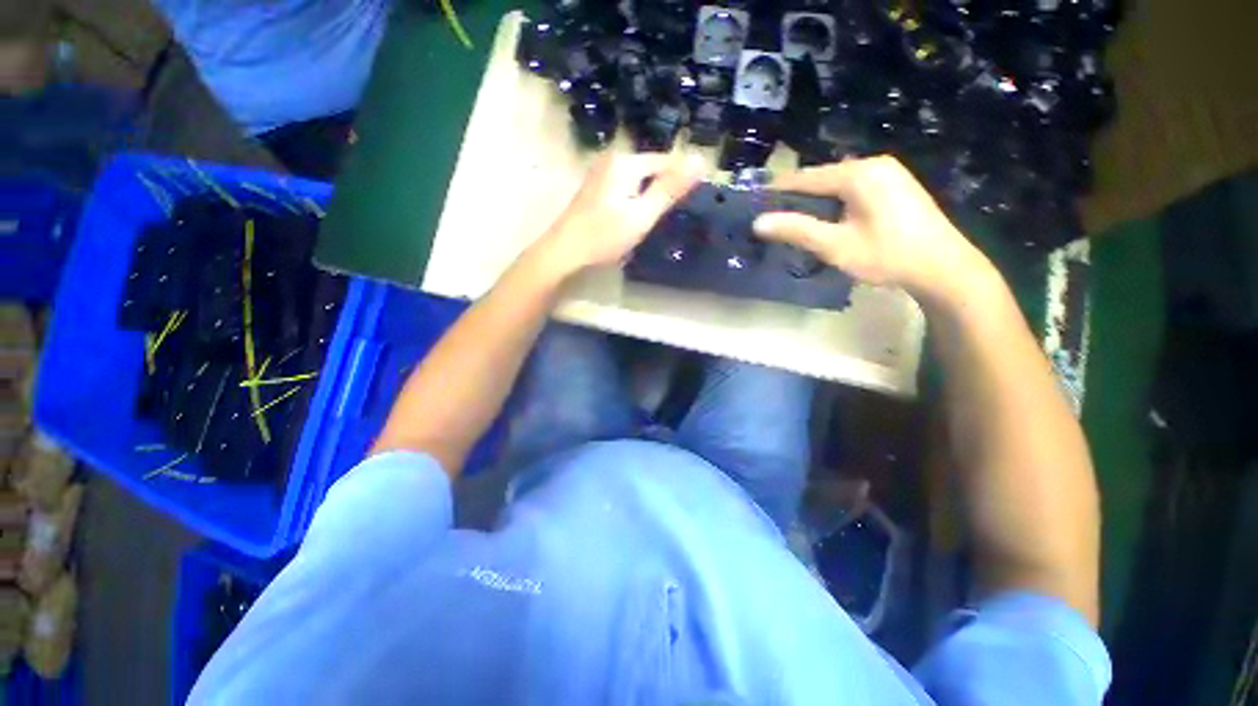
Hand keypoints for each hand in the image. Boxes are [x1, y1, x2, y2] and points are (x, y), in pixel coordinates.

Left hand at [532, 152, 701, 275]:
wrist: (564, 253)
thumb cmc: (604, 237)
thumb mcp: (642, 215)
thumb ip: (670, 189)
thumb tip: (701, 159)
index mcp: (625, 161)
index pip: (666, 161)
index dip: (682, 179)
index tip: (693, 201)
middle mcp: (612, 159)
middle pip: (651, 169)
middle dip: (664, 188)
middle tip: (672, 216)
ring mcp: (601, 172)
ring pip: (638, 179)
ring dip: (650, 196)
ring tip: (656, 218)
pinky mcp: (596, 187)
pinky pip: (626, 187)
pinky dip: (635, 200)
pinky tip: (634, 217)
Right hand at [752, 156, 994, 304]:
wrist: (943, 267)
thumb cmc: (886, 255)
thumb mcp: (835, 245)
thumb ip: (796, 230)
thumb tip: (758, 222)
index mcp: (858, 173)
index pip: (806, 177)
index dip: (778, 190)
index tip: (754, 203)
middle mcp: (874, 164)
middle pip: (822, 178)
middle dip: (796, 197)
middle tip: (772, 217)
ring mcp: (889, 173)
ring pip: (838, 184)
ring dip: (815, 200)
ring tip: (793, 221)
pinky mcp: (897, 186)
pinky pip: (854, 188)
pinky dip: (835, 202)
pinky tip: (827, 219)